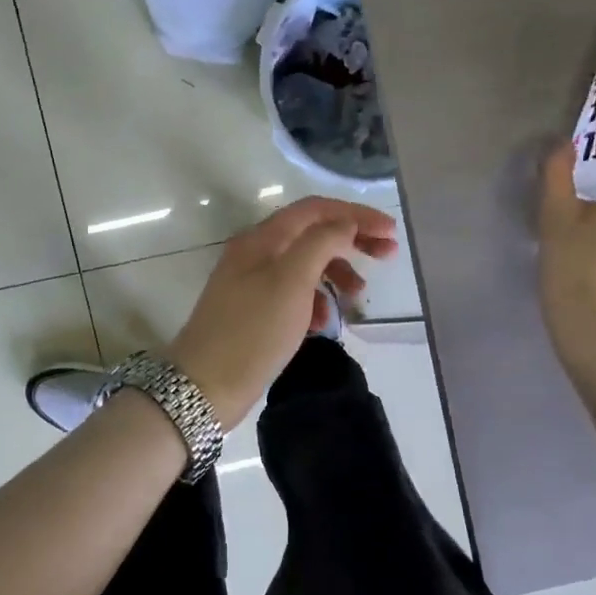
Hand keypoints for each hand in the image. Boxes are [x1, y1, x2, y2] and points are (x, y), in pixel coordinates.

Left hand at [168, 197, 398, 427]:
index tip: (391, 232)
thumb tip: (344, 223)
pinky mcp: (253, 311)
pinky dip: (314, 301)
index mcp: (263, 238)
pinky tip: (323, 323)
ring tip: (358, 295)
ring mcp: (252, 282)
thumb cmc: (253, 330)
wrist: (205, 385)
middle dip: (350, 241)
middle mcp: (255, 252)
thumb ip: (321, 243)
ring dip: (335, 273)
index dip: (356, 214)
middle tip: (387, 256)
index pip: (316, 209)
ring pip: (304, 265)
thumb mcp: (292, 281)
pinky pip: (293, 294)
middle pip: (311, 233)